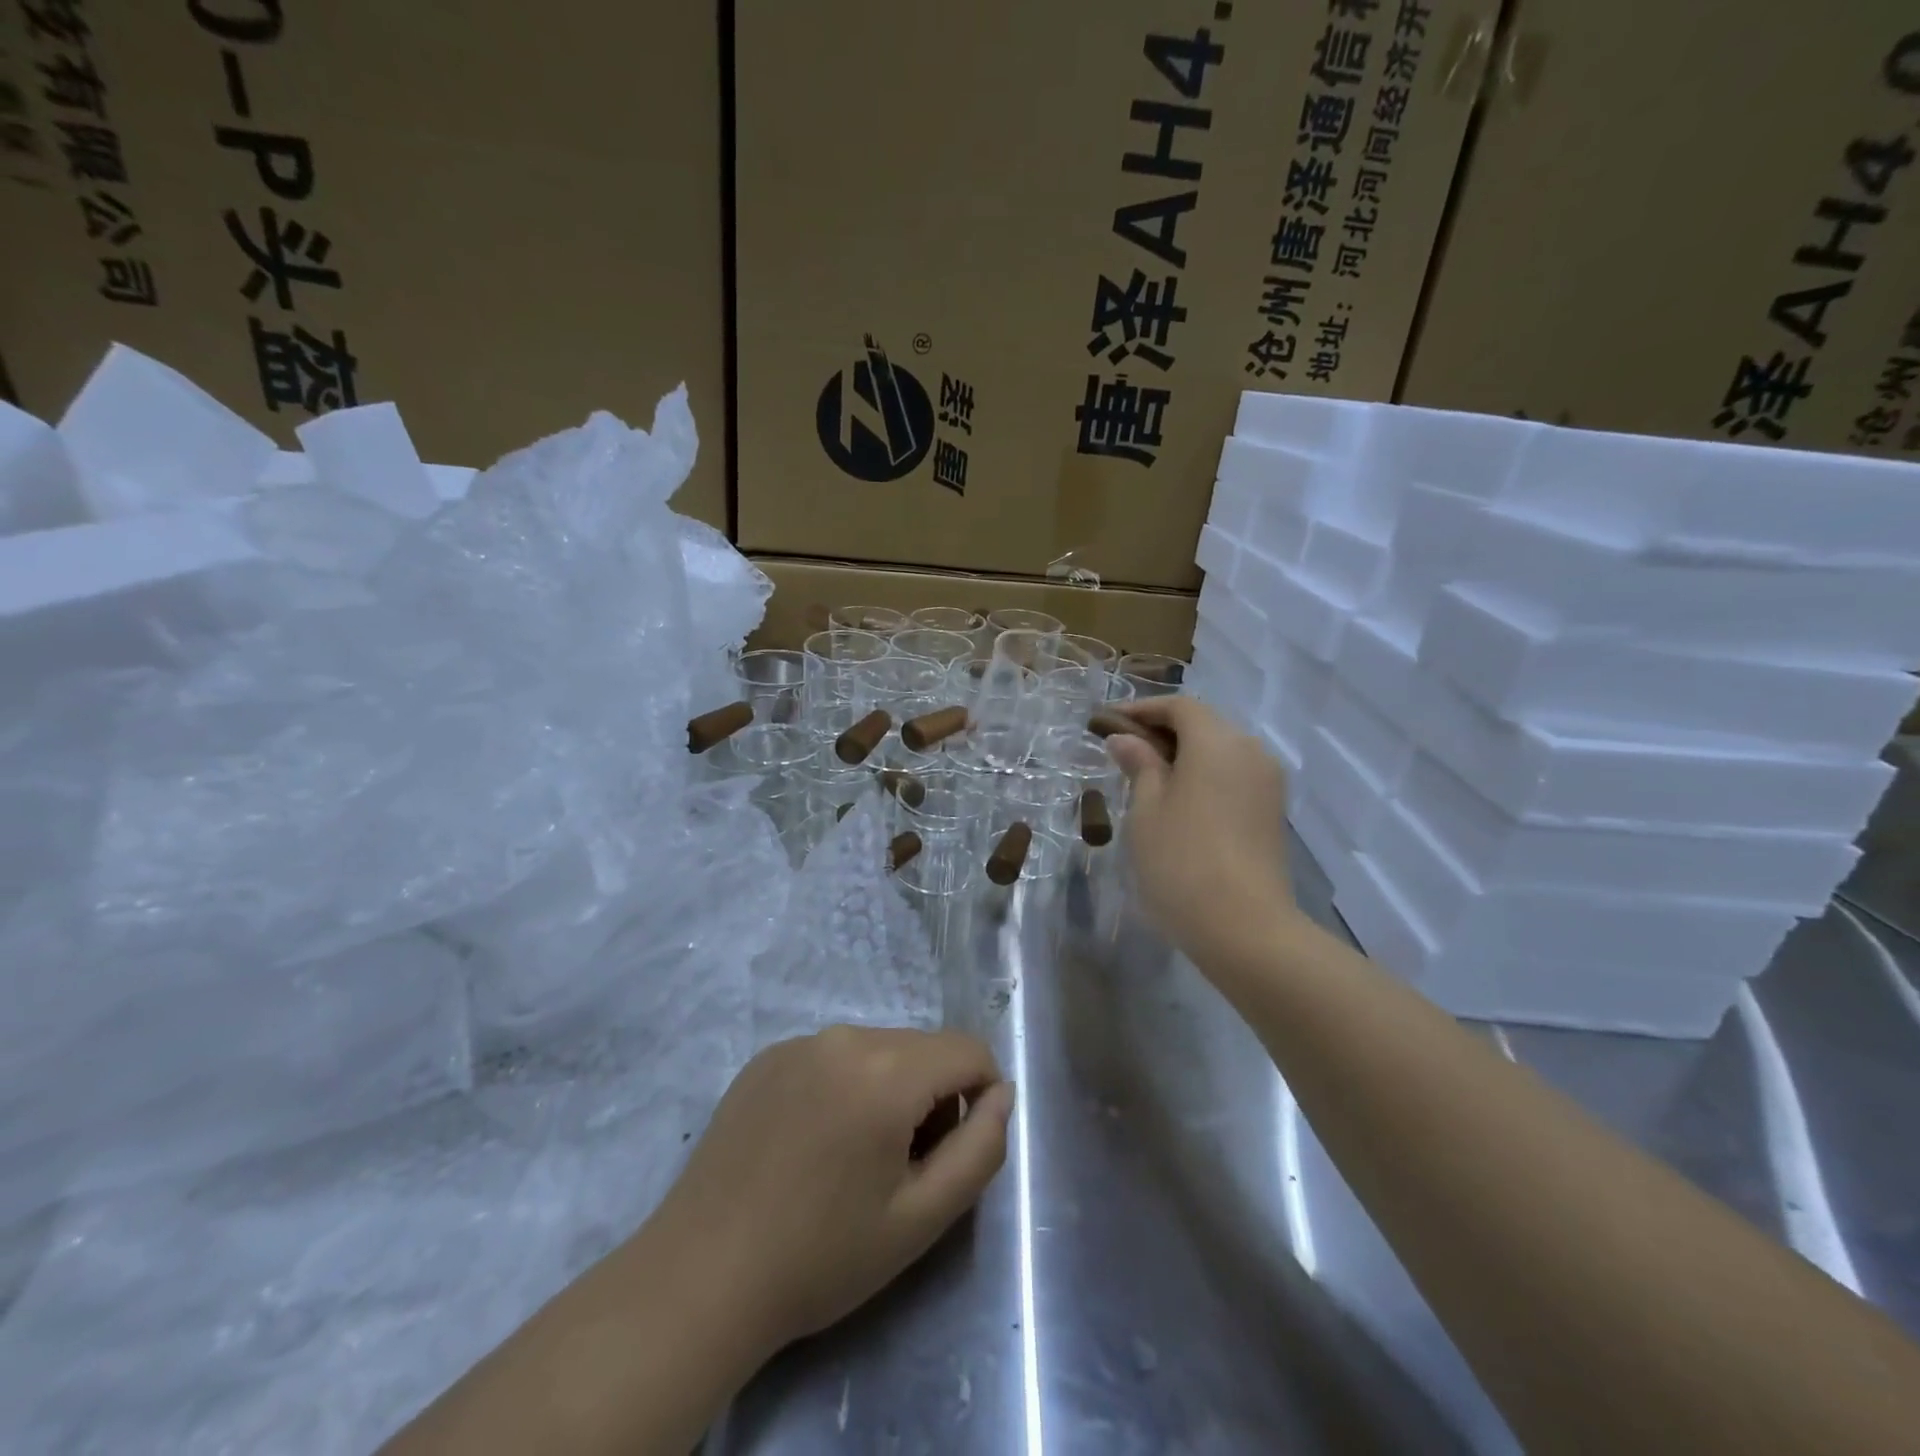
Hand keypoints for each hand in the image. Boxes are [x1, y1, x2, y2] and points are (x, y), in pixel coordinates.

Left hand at [648, 1027, 1012, 1353]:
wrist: (701, 1276)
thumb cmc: (821, 1255)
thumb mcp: (921, 1218)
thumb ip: (980, 1149)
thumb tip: (1001, 1095)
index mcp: (886, 1070)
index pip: (968, 1049)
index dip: (983, 1094)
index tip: (958, 1149)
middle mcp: (845, 1037)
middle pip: (923, 1049)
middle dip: (934, 1096)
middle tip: (904, 1167)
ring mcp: (799, 1042)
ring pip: (879, 1050)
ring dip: (890, 1091)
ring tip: (856, 1160)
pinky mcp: (767, 1057)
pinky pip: (833, 1057)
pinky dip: (846, 1087)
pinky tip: (814, 1145)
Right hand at [1106, 697, 1299, 961]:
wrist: (1245, 929)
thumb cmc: (1182, 861)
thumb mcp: (1146, 810)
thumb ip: (1139, 766)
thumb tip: (1127, 740)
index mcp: (1218, 742)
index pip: (1179, 707)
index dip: (1141, 709)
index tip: (1107, 722)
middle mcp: (1250, 751)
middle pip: (1204, 724)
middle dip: (1162, 730)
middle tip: (1122, 749)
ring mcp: (1267, 782)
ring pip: (1221, 750)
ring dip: (1184, 754)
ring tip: (1146, 776)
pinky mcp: (1272, 811)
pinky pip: (1234, 775)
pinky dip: (1204, 775)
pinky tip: (1178, 799)